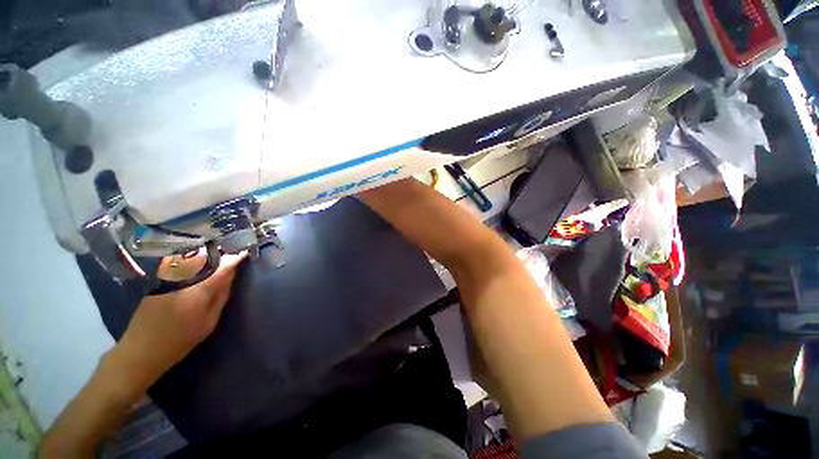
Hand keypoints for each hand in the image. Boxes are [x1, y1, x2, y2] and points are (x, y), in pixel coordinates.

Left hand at [110, 251, 247, 392]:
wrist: (140, 351)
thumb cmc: (179, 341)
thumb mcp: (208, 323)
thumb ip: (220, 296)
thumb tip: (231, 275)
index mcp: (197, 292)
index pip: (221, 268)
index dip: (234, 258)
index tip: (245, 252)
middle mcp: (181, 280)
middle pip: (204, 258)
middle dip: (220, 253)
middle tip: (232, 251)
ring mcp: (166, 279)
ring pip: (190, 257)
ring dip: (206, 253)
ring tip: (218, 253)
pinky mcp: (157, 280)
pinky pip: (177, 262)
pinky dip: (190, 258)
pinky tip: (197, 261)